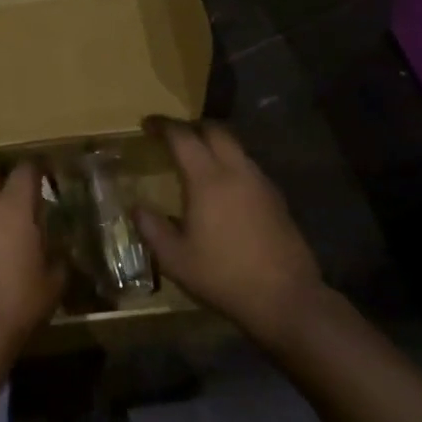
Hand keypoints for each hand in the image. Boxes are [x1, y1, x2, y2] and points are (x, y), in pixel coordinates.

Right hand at [136, 119, 326, 348]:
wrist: (285, 297)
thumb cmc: (223, 276)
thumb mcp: (175, 258)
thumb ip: (152, 228)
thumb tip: (136, 206)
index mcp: (207, 179)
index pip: (183, 136)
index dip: (163, 125)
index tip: (147, 124)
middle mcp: (236, 171)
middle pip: (215, 130)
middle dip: (192, 126)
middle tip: (173, 136)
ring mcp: (260, 182)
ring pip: (235, 147)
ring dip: (214, 143)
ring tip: (196, 160)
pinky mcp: (276, 198)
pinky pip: (248, 166)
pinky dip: (230, 163)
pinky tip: (222, 187)